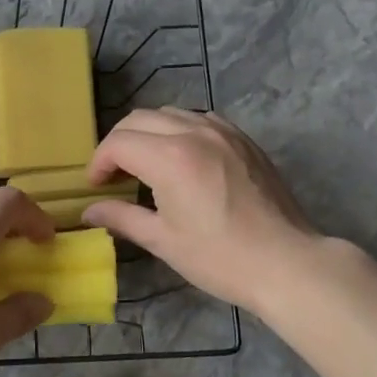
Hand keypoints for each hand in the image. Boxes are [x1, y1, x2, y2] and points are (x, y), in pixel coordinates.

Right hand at [84, 108, 359, 311]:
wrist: (287, 262)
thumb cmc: (219, 258)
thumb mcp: (163, 241)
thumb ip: (121, 218)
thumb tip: (89, 211)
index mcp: (170, 158)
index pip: (118, 143)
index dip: (99, 163)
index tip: (95, 186)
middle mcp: (194, 132)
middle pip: (139, 119)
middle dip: (118, 144)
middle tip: (114, 175)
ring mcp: (223, 131)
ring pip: (169, 113)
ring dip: (148, 133)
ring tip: (145, 165)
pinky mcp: (243, 139)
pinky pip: (199, 119)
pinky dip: (179, 130)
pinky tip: (181, 158)